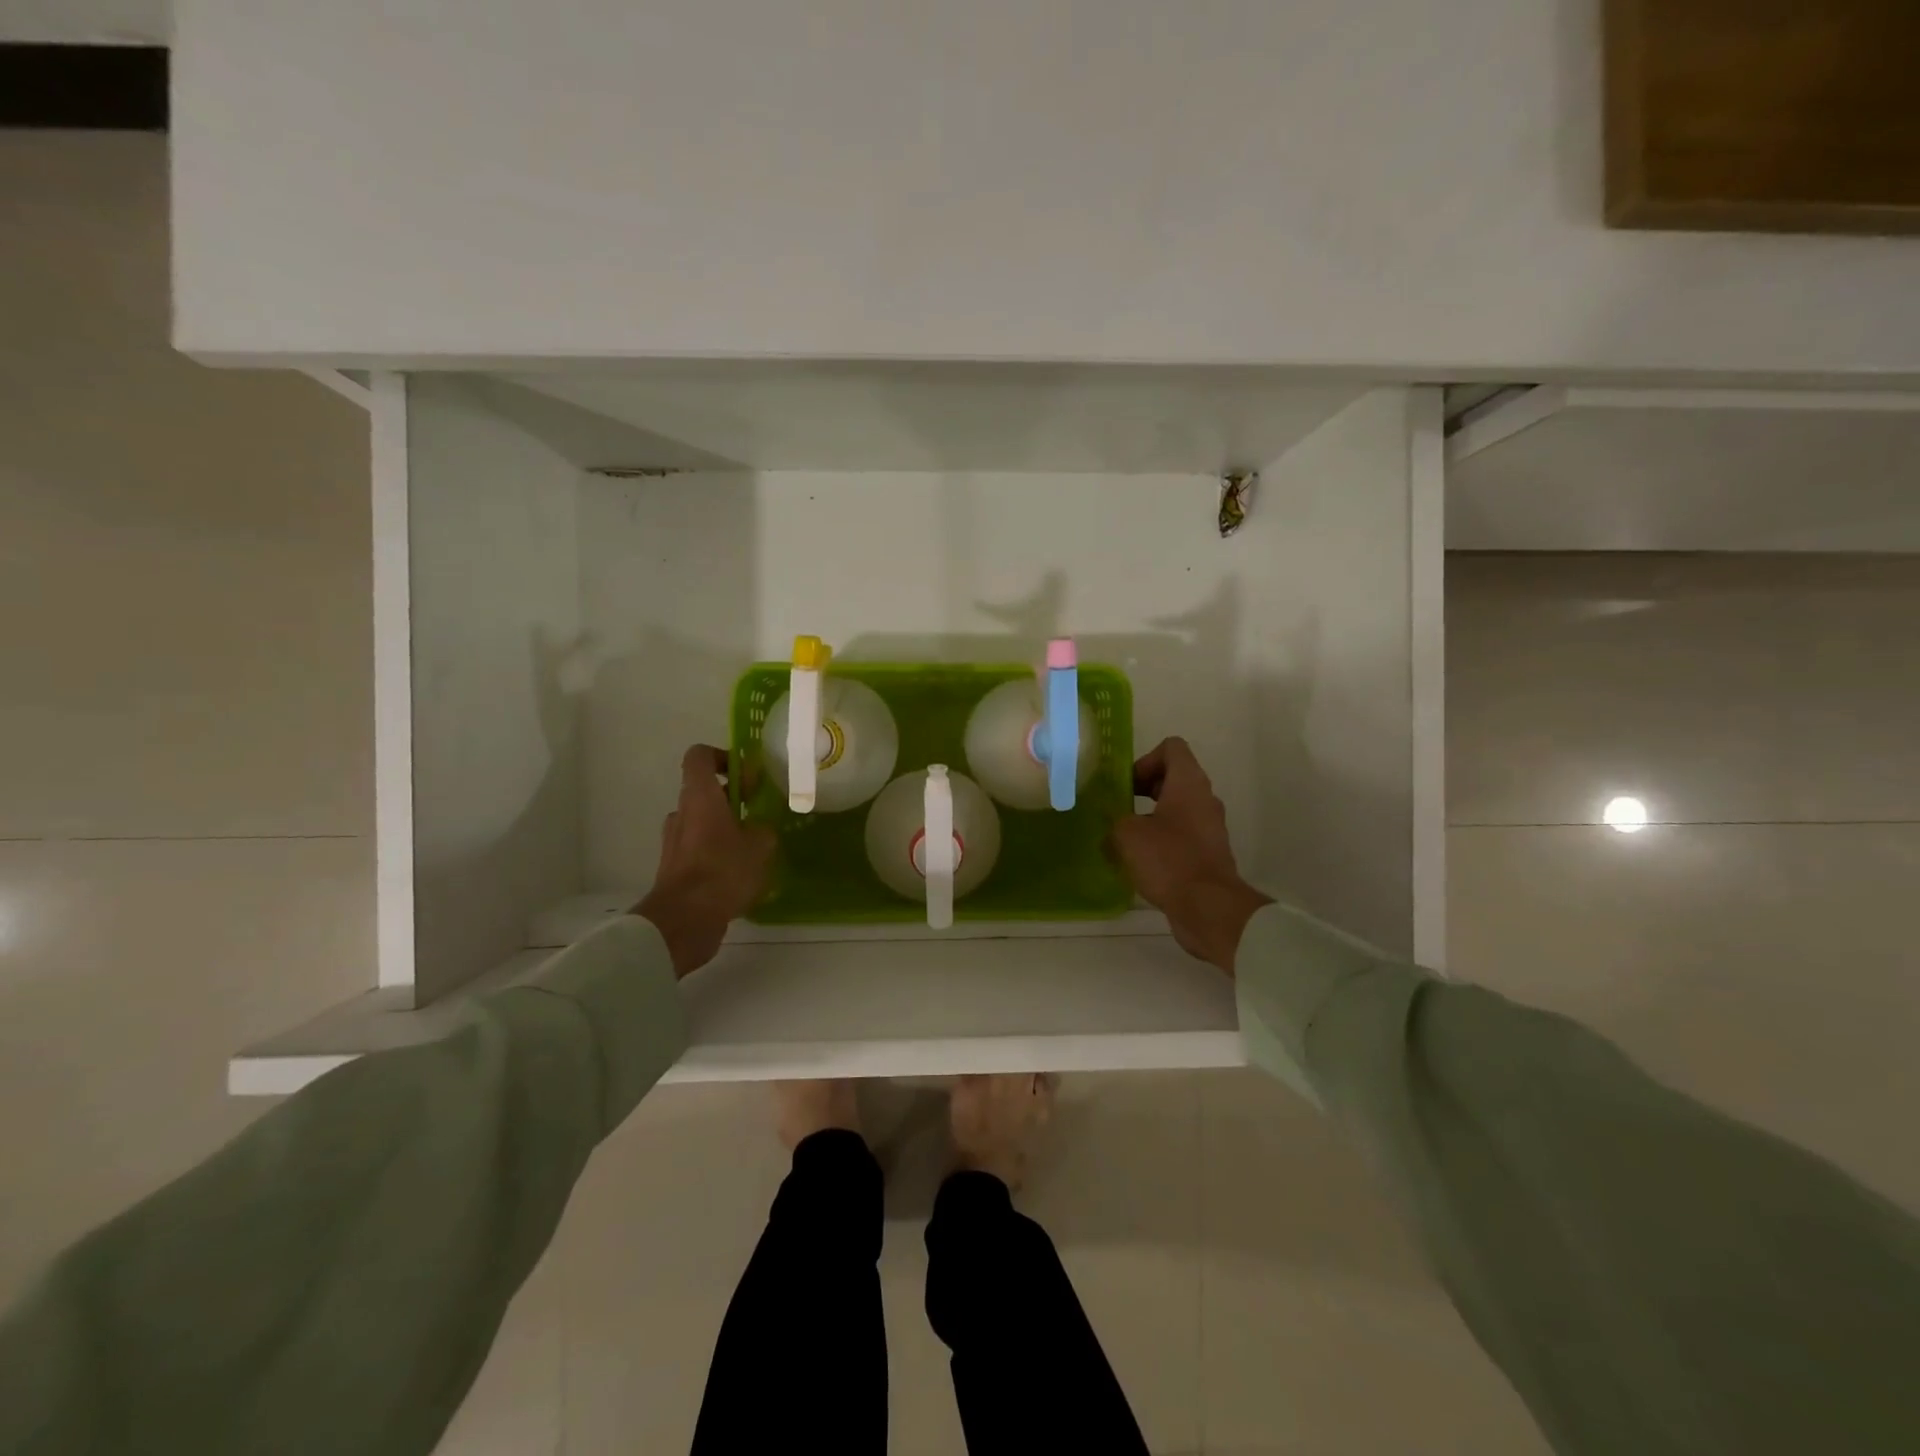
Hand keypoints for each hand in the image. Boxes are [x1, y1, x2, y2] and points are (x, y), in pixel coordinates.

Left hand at [635, 745, 775, 977]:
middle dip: (733, 799)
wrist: (685, 919)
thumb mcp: (761, 846)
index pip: (700, 756)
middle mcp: (682, 813)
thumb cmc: (724, 870)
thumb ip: (763, 829)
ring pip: (702, 822)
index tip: (746, 775)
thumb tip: (759, 829)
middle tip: (759, 814)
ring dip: (725, 828)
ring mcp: (674, 842)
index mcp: (700, 796)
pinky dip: (716, 854)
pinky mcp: (674, 868)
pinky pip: (698, 850)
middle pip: (704, 792)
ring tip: (753, 848)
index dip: (723, 757)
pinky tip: (739, 874)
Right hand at [1111, 737, 1271, 975]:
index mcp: (1189, 783)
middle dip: (1144, 788)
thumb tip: (1112, 823)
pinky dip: (1162, 840)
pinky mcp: (1208, 853)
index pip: (1172, 748)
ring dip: (1151, 816)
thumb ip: (1115, 819)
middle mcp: (1204, 799)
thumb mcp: (1128, 834)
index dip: (1145, 759)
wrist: (1208, 907)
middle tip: (1120, 807)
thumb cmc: (1169, 859)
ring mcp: (1210, 827)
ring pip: (1177, 808)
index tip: (1127, 785)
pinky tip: (1140, 860)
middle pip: (1174, 777)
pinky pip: (1182, 834)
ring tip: (1125, 837)